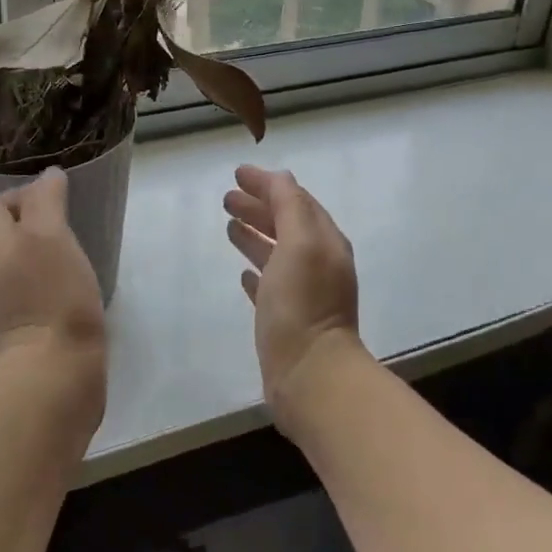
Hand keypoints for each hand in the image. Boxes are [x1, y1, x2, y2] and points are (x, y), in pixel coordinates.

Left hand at [0, 170, 106, 400]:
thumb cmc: (51, 294)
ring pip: (11, 265)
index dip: (26, 195)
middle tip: (69, 228)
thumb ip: (46, 199)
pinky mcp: (10, 334)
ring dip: (37, 256)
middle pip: (0, 234)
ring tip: (72, 257)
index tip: (60, 202)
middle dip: (32, 225)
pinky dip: (41, 286)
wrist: (48, 375)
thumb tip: (48, 177)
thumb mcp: (51, 233)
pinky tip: (67, 292)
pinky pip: (22, 294)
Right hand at [223, 165, 365, 434]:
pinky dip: (257, 272)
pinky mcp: (288, 321)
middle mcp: (318, 263)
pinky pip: (271, 286)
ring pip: (277, 254)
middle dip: (259, 207)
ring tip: (229, 225)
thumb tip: (280, 178)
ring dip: (254, 235)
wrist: (311, 377)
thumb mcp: (299, 243)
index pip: (296, 200)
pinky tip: (241, 274)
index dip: (268, 185)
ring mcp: (304, 293)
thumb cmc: (302, 304)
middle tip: (226, 198)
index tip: (238, 174)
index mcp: (324, 242)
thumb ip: (290, 206)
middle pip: (285, 225)